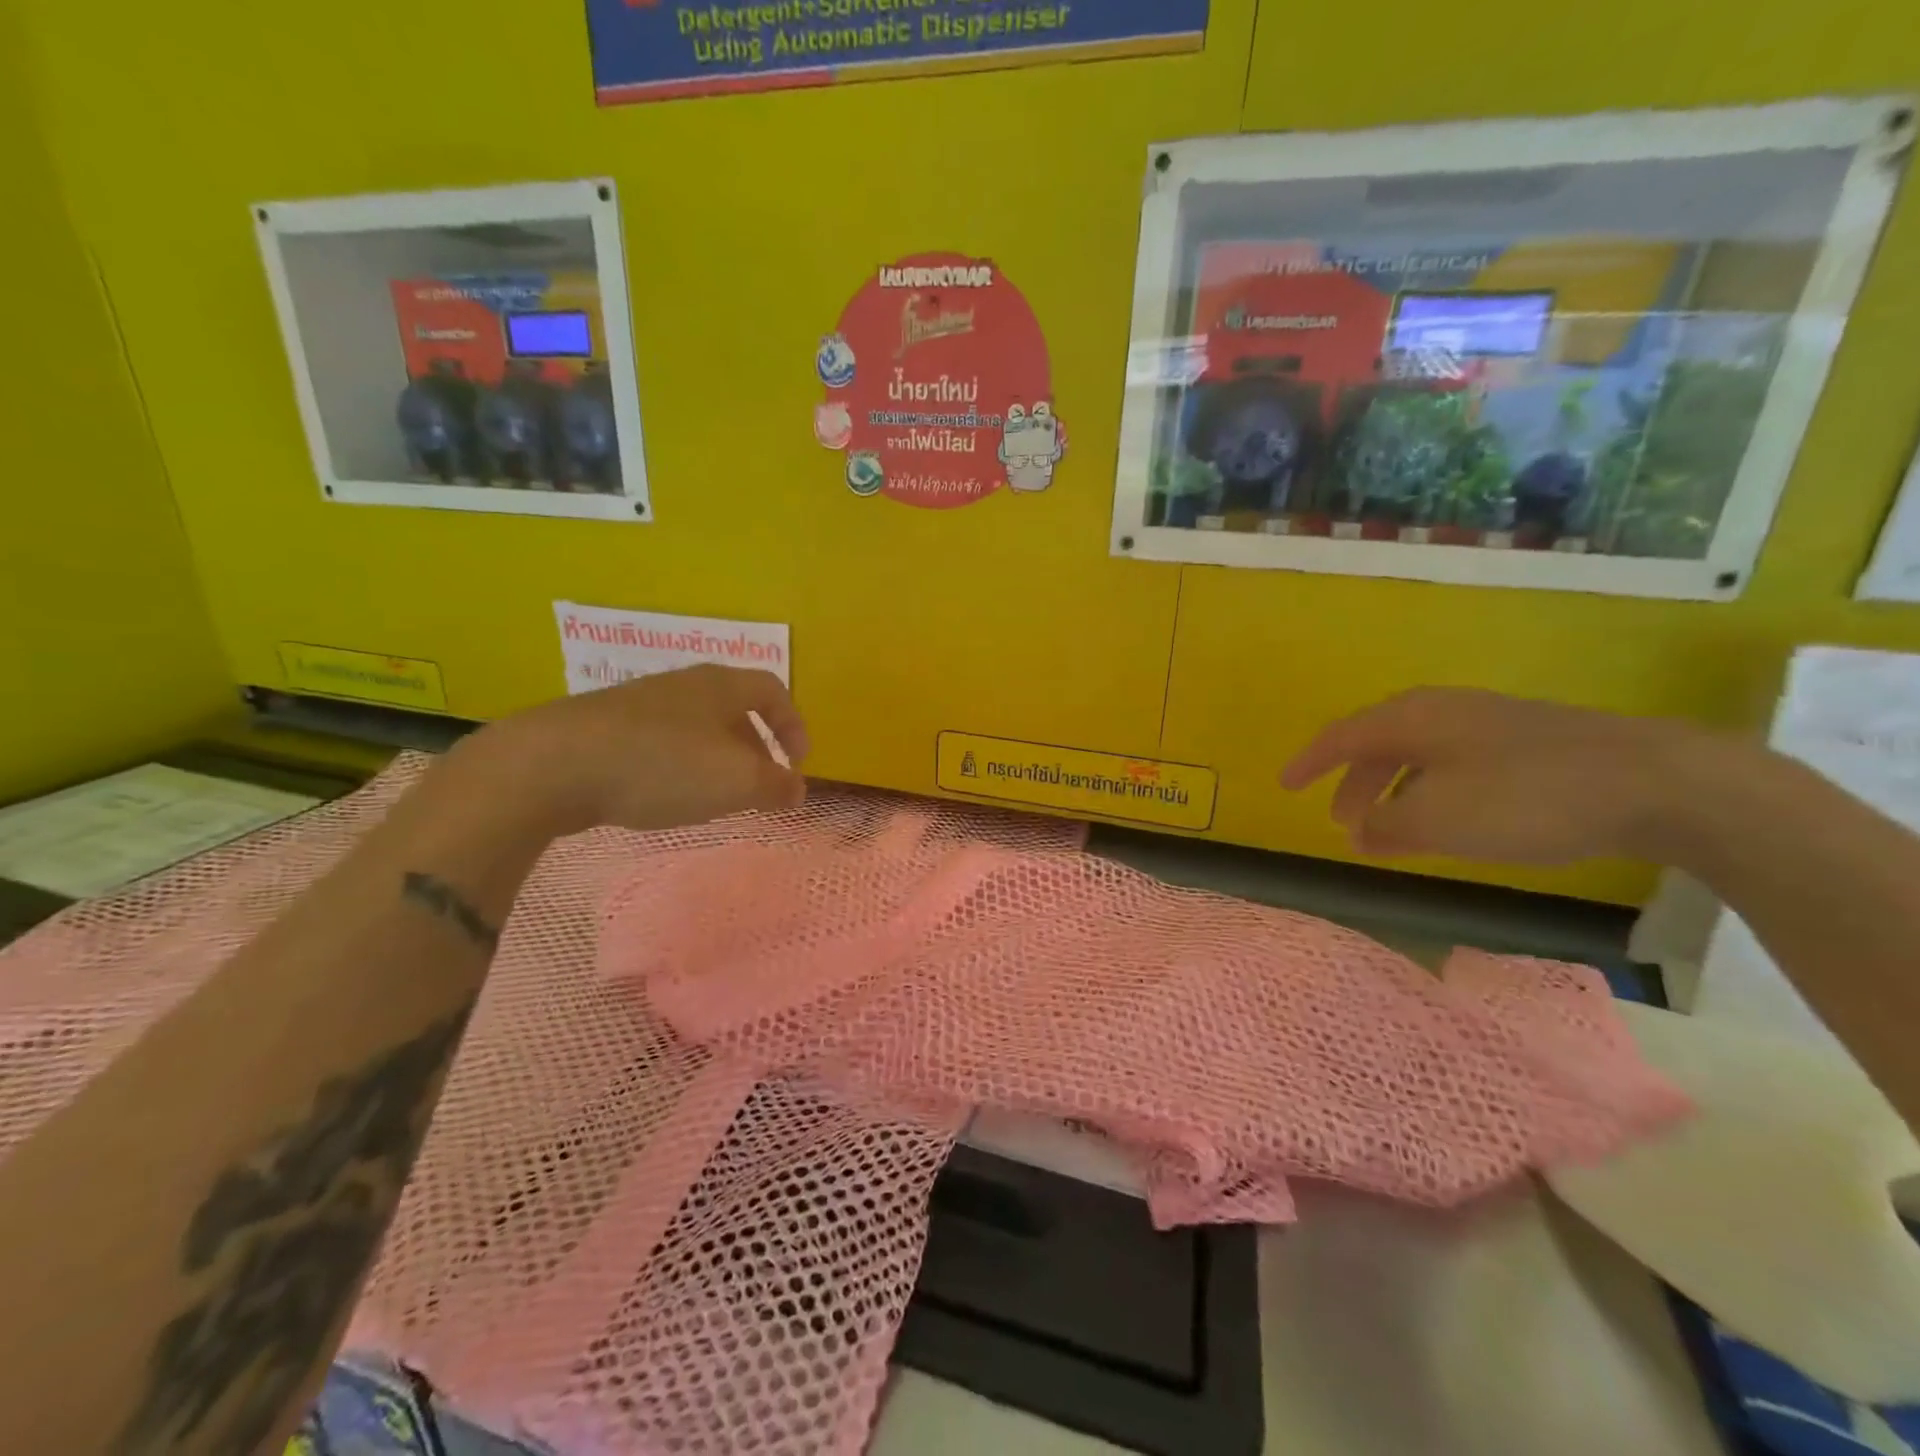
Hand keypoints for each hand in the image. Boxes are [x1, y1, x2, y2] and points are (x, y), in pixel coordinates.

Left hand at [455, 665, 809, 836]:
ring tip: (715, 798)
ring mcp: (640, 704)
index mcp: (721, 686)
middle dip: (755, 749)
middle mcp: (683, 685)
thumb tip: (798, 790)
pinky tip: (664, 796)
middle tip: (759, 787)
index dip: (794, 725)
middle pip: (734, 710)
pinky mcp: (605, 727)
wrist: (554, 764)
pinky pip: (660, 743)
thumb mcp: (736, 782)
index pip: (773, 691)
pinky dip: (678, 766)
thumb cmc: (663, 765)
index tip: (798, 762)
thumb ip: (776, 787)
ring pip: (696, 728)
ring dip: (716, 760)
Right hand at [1280, 687, 1710, 865]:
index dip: (1308, 762)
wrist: (1656, 782)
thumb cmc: (1525, 797)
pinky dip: (1431, 791)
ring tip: (1390, 831)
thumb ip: (1386, 825)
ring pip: (1418, 755)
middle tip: (1342, 823)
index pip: (1341, 737)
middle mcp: (1443, 710)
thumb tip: (1358, 830)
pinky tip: (1449, 819)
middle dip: (1353, 784)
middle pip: (1378, 744)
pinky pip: (1454, 763)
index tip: (1283, 786)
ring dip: (1393, 791)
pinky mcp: (1527, 741)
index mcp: (1412, 718)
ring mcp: (1489, 722)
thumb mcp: (1438, 818)